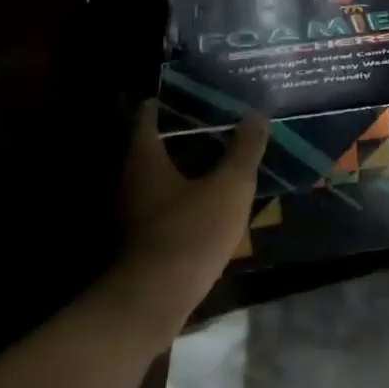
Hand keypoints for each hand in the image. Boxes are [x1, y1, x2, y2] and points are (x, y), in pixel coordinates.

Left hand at [99, 100, 268, 344]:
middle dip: (187, 128)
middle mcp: (132, 175)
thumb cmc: (192, 231)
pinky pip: (166, 195)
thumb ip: (244, 150)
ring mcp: (135, 205)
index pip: (150, 112)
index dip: (175, 98)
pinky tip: (214, 189)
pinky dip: (187, 185)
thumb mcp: (230, 187)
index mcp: (145, 155)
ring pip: (162, 169)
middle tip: (222, 116)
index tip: (203, 90)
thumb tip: (256, 115)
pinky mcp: (145, 230)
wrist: (158, 297)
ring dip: (189, 158)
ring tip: (225, 148)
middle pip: (157, 140)